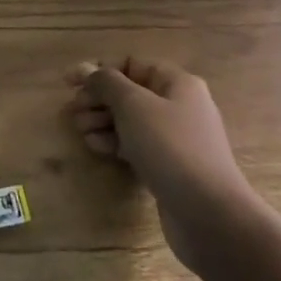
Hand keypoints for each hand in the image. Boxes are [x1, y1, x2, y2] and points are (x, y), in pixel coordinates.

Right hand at [64, 58, 252, 270]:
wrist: (211, 216)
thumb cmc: (171, 148)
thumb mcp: (133, 105)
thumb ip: (106, 83)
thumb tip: (88, 71)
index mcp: (177, 83)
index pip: (131, 64)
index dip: (98, 70)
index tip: (69, 83)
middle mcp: (179, 106)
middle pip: (129, 92)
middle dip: (98, 99)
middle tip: (73, 112)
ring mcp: (176, 139)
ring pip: (131, 120)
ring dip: (103, 121)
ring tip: (81, 131)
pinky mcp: (171, 167)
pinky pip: (137, 145)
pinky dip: (115, 143)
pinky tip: (96, 147)